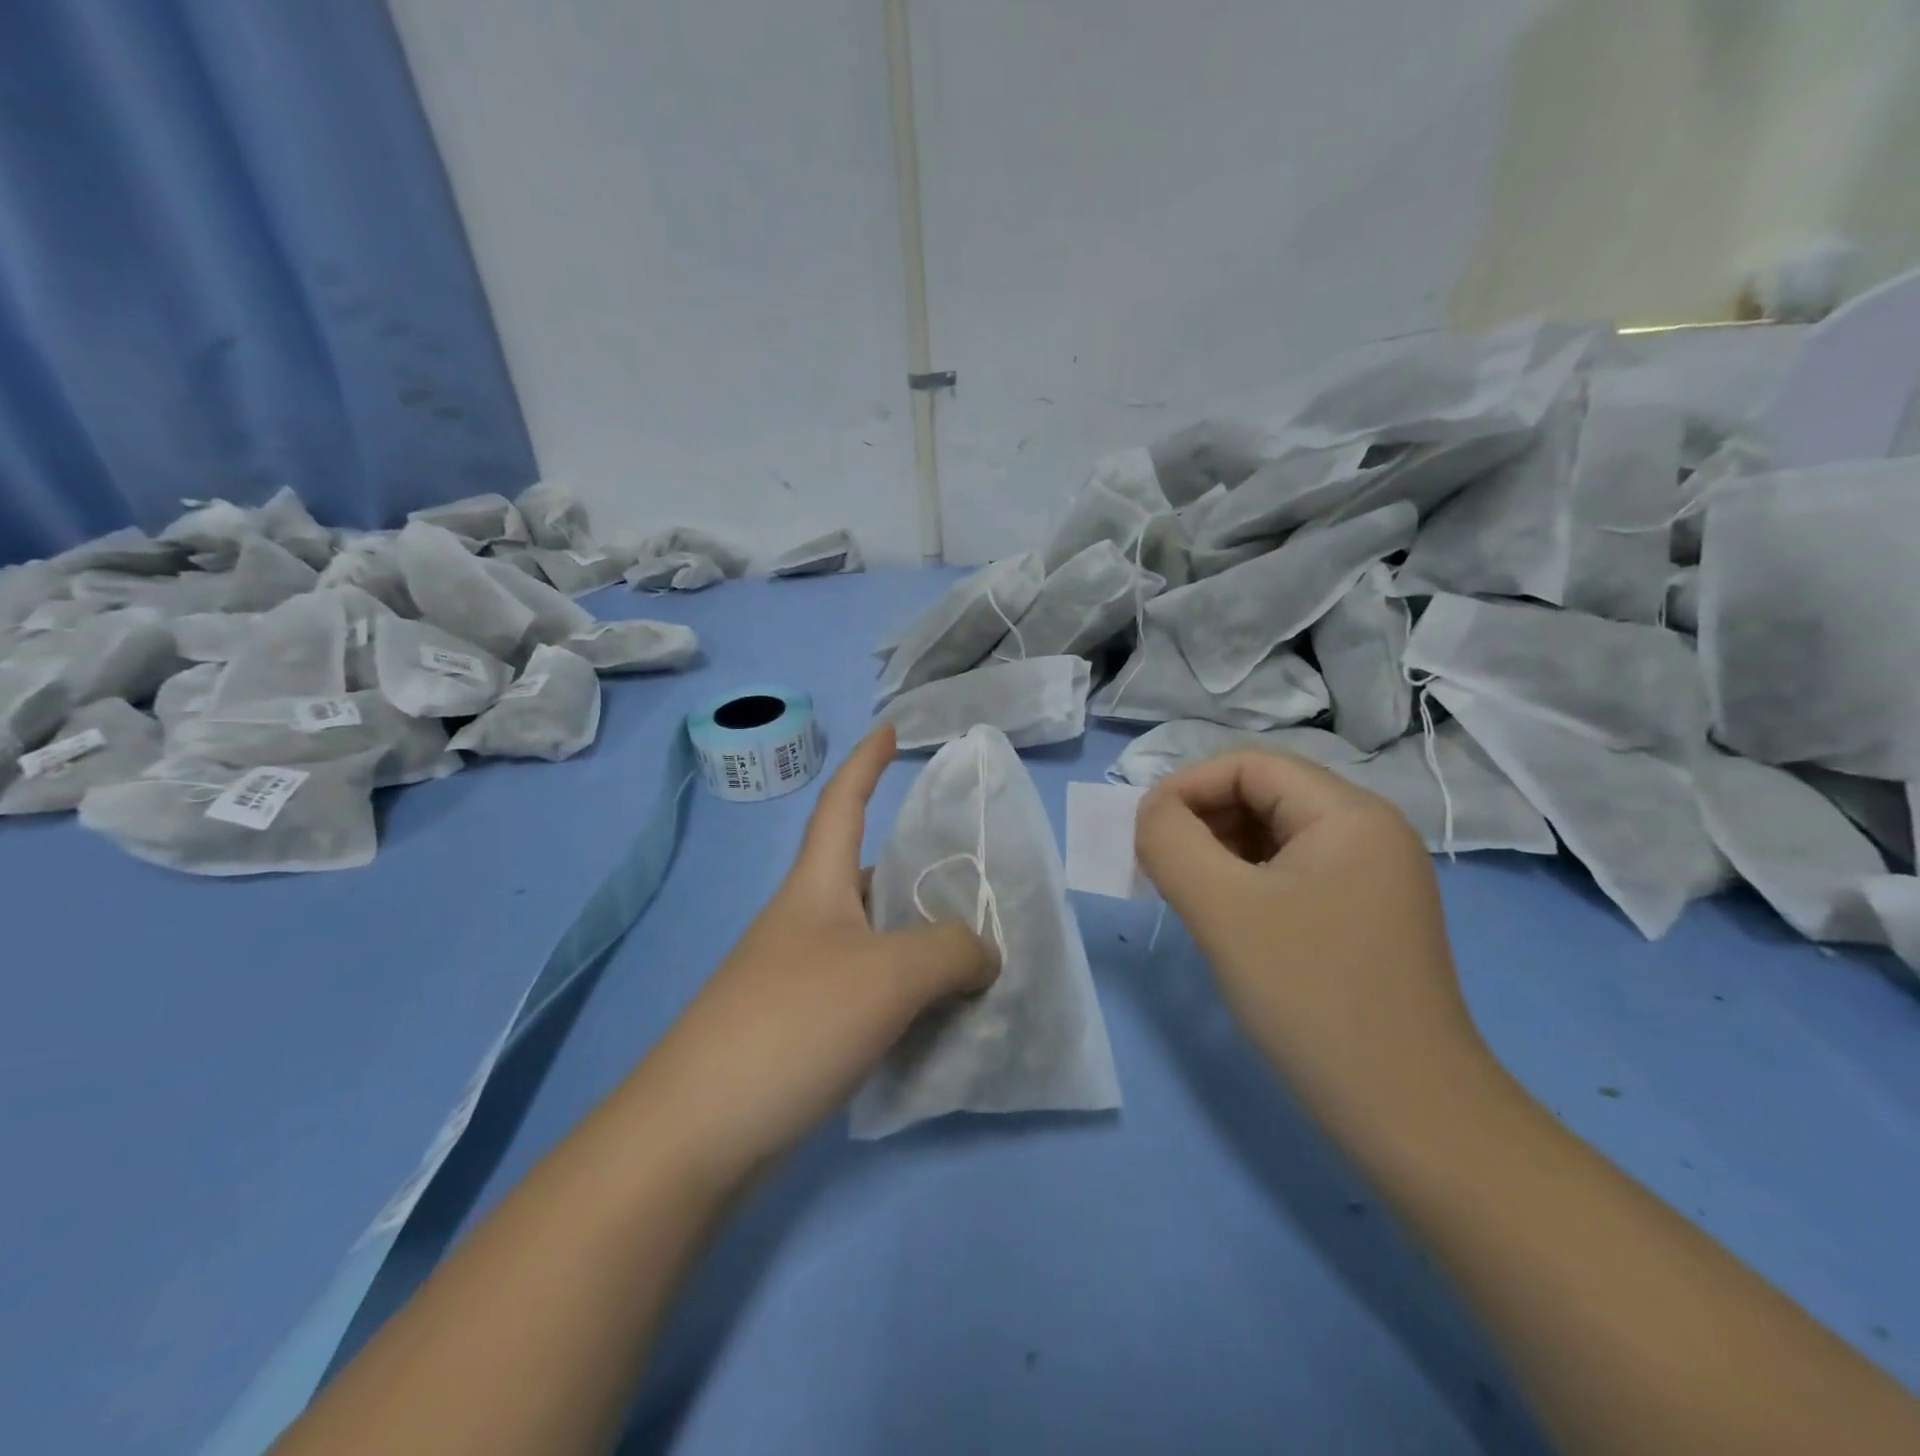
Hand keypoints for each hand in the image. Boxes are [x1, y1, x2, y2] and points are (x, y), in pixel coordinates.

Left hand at [631, 726, 997, 1191]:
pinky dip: (905, 993)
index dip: (866, 763)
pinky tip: (938, 1016)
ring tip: (976, 952)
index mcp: (816, 886)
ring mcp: (798, 977)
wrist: (696, 1134)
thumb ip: (952, 951)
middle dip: (915, 868)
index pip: (841, 804)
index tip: (889, 730)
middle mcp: (805, 922)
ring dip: (918, 940)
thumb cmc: (792, 1023)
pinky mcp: (799, 1029)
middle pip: (866, 874)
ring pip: (873, 939)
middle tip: (974, 876)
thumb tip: (985, 952)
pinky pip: (868, 992)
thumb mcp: (889, 974)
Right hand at [1134, 751, 1491, 1146]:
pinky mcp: (1363, 916)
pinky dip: (1245, 882)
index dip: (1186, 787)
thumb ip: (1171, 842)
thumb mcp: (1223, 909)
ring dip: (1219, 852)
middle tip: (1161, 869)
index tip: (1143, 835)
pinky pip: (1290, 873)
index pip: (1248, 765)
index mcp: (1349, 814)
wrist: (1409, 1116)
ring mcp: (1372, 876)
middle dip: (1201, 820)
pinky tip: (1226, 920)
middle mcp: (1369, 832)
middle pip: (1263, 794)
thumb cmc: (1311, 996)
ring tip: (1188, 895)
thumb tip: (1151, 812)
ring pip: (1273, 835)